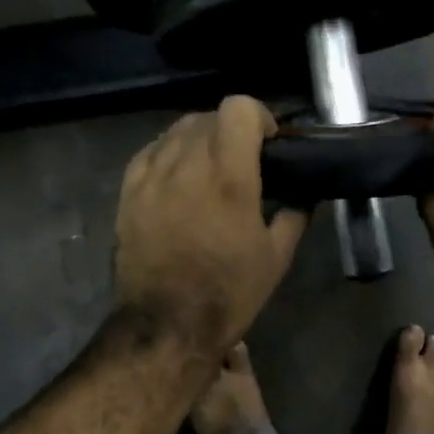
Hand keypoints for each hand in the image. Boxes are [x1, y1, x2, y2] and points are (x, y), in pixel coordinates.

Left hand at [114, 96, 309, 358]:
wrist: (166, 325)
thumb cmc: (228, 294)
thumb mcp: (276, 258)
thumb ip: (294, 214)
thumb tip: (305, 192)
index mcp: (229, 177)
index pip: (239, 108)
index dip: (259, 117)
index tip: (268, 143)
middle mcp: (187, 165)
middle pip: (207, 116)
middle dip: (230, 129)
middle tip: (243, 159)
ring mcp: (151, 176)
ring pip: (176, 130)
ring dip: (199, 139)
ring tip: (209, 168)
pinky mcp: (128, 192)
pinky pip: (150, 152)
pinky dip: (169, 153)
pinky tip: (179, 177)